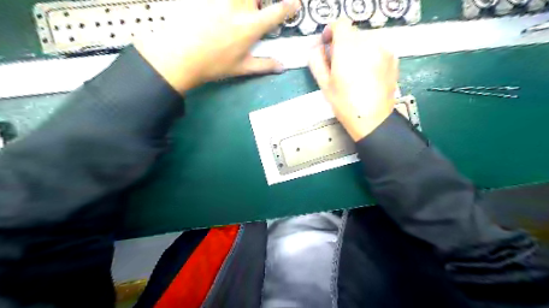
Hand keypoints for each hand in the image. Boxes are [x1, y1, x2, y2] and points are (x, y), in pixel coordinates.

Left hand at [135, 0, 301, 93]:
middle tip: (259, 9)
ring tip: (243, 11)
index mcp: (250, 27)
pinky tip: (222, 11)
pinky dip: (225, 3)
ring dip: (247, 2)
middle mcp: (239, 7)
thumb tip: (282, 67)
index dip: (290, 6)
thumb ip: (264, 65)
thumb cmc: (213, 65)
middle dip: (264, 1)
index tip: (295, 5)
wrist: (179, 56)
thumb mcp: (241, 68)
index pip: (277, 12)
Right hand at [309, 18, 398, 140]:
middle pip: (352, 33)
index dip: (331, 32)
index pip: (340, 24)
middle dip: (343, 44)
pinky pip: (377, 48)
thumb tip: (317, 47)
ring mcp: (383, 49)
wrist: (372, 119)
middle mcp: (368, 42)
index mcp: (348, 47)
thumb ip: (316, 60)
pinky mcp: (393, 58)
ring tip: (353, 71)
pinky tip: (366, 73)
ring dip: (357, 49)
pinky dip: (370, 55)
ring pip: (365, 40)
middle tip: (338, 64)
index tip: (328, 44)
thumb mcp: (324, 84)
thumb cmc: (345, 104)